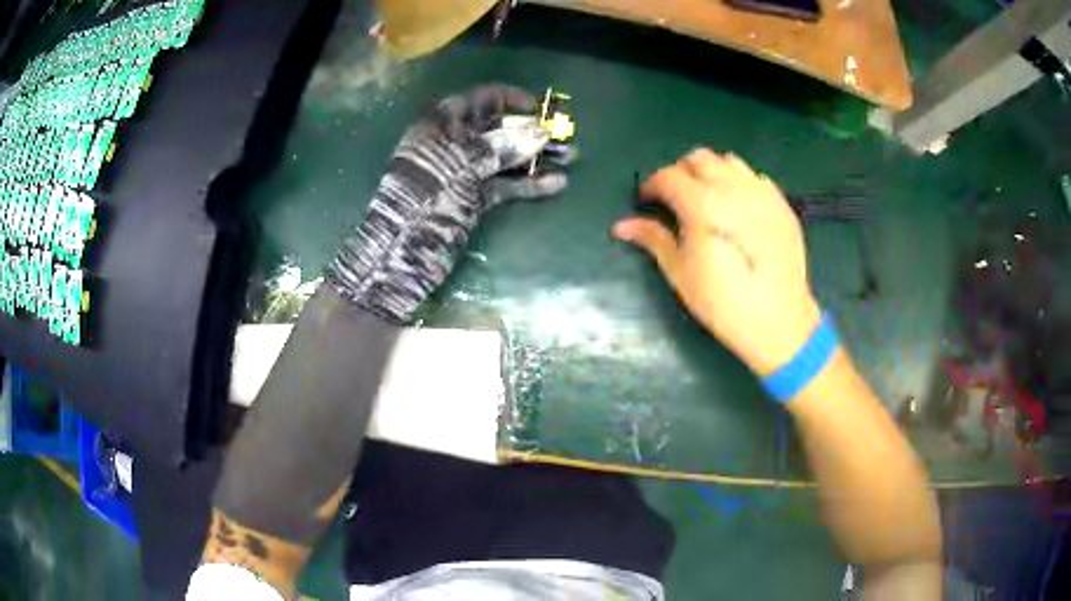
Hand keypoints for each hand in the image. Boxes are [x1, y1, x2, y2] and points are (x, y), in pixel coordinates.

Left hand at [325, 84, 569, 322]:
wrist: (401, 254)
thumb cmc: (424, 199)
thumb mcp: (461, 166)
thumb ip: (501, 147)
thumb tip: (541, 132)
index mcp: (441, 125)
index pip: (480, 99)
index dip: (511, 99)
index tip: (541, 107)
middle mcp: (454, 144)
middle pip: (499, 128)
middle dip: (532, 129)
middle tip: (566, 134)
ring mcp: (464, 173)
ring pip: (506, 157)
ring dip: (537, 156)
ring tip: (572, 157)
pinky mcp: (473, 199)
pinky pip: (505, 185)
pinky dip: (528, 184)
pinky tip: (556, 184)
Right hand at [614, 148, 820, 375]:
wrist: (778, 321)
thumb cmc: (722, 302)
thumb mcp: (680, 273)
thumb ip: (653, 239)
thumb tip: (621, 226)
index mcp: (702, 204)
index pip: (668, 176)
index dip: (652, 185)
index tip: (646, 200)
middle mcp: (732, 188)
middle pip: (698, 158)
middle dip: (680, 172)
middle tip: (675, 198)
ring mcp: (761, 193)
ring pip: (728, 161)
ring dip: (711, 172)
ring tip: (708, 198)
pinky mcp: (781, 204)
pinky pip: (755, 178)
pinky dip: (740, 182)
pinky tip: (739, 208)